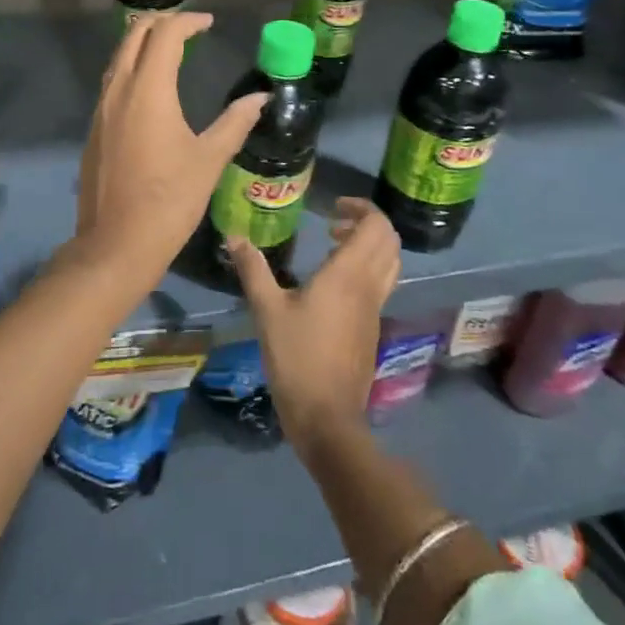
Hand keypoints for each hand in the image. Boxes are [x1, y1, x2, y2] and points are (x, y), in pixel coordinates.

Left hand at [72, 11, 265, 291]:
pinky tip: (150, 86)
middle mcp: (119, 89)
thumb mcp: (209, 160)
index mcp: (148, 90)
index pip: (165, 35)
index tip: (208, 24)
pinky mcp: (95, 127)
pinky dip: (131, 66)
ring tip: (171, 48)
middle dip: (161, 22)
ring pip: (119, 56)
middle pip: (134, 35)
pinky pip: (112, 80)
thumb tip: (260, 98)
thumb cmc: (169, 201)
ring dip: (142, 42)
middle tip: (189, 28)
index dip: (188, 22)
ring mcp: (101, 108)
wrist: (116, 245)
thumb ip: (235, 122)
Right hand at [227, 198, 400, 451]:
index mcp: (349, 275)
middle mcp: (369, 287)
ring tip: (333, 247)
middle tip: (333, 223)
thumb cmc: (297, 358)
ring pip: (390, 263)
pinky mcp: (372, 328)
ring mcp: (375, 309)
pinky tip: (332, 283)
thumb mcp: (267, 310)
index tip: (333, 207)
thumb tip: (235, 236)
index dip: (362, 208)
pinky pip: (381, 284)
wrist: (327, 418)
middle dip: (367, 223)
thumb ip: (253, 269)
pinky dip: (366, 268)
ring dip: (369, 246)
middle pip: (389, 241)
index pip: (376, 226)